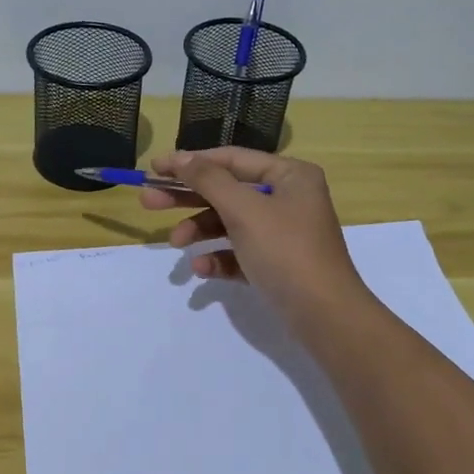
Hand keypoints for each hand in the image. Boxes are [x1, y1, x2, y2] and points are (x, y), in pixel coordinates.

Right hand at [137, 148, 373, 334]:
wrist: (325, 316)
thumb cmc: (286, 252)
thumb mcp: (244, 210)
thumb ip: (209, 180)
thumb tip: (179, 157)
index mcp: (290, 175)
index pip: (231, 159)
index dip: (191, 162)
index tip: (154, 169)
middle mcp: (288, 198)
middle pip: (226, 190)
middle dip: (188, 198)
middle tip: (149, 201)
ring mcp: (282, 233)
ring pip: (229, 223)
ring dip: (200, 231)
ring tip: (176, 244)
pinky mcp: (275, 264)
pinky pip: (239, 252)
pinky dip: (219, 257)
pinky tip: (201, 269)